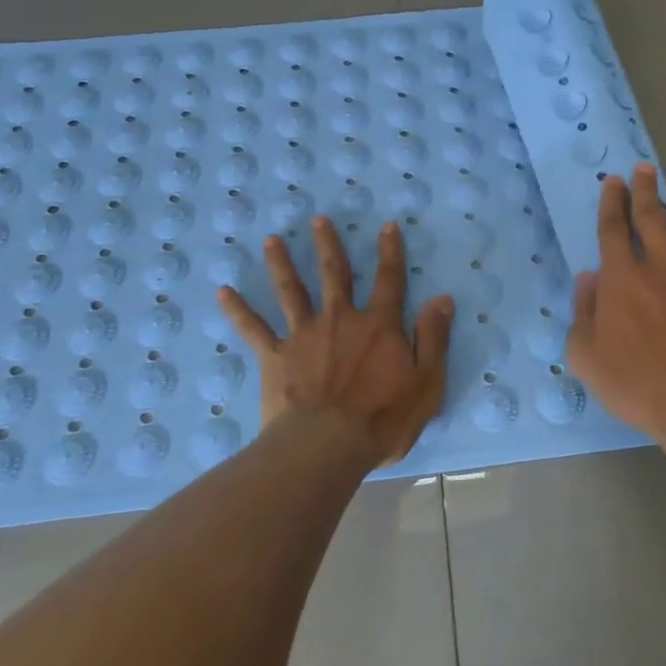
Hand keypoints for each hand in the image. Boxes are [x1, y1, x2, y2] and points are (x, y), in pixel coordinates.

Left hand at [217, 215, 455, 463]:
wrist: (327, 445)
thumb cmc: (383, 419)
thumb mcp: (426, 382)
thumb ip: (433, 338)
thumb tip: (442, 298)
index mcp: (379, 326)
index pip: (389, 280)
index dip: (390, 252)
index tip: (387, 226)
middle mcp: (341, 319)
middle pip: (334, 274)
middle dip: (328, 245)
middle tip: (317, 219)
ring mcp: (304, 335)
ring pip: (291, 291)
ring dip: (281, 264)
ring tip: (270, 240)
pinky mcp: (276, 356)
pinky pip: (254, 329)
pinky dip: (238, 310)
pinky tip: (222, 292)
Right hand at [566, 165, 665, 444]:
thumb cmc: (636, 384)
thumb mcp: (587, 357)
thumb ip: (583, 313)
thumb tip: (588, 279)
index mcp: (623, 279)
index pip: (614, 229)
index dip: (611, 202)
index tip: (613, 181)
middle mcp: (661, 268)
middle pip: (651, 218)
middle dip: (645, 190)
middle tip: (644, 169)